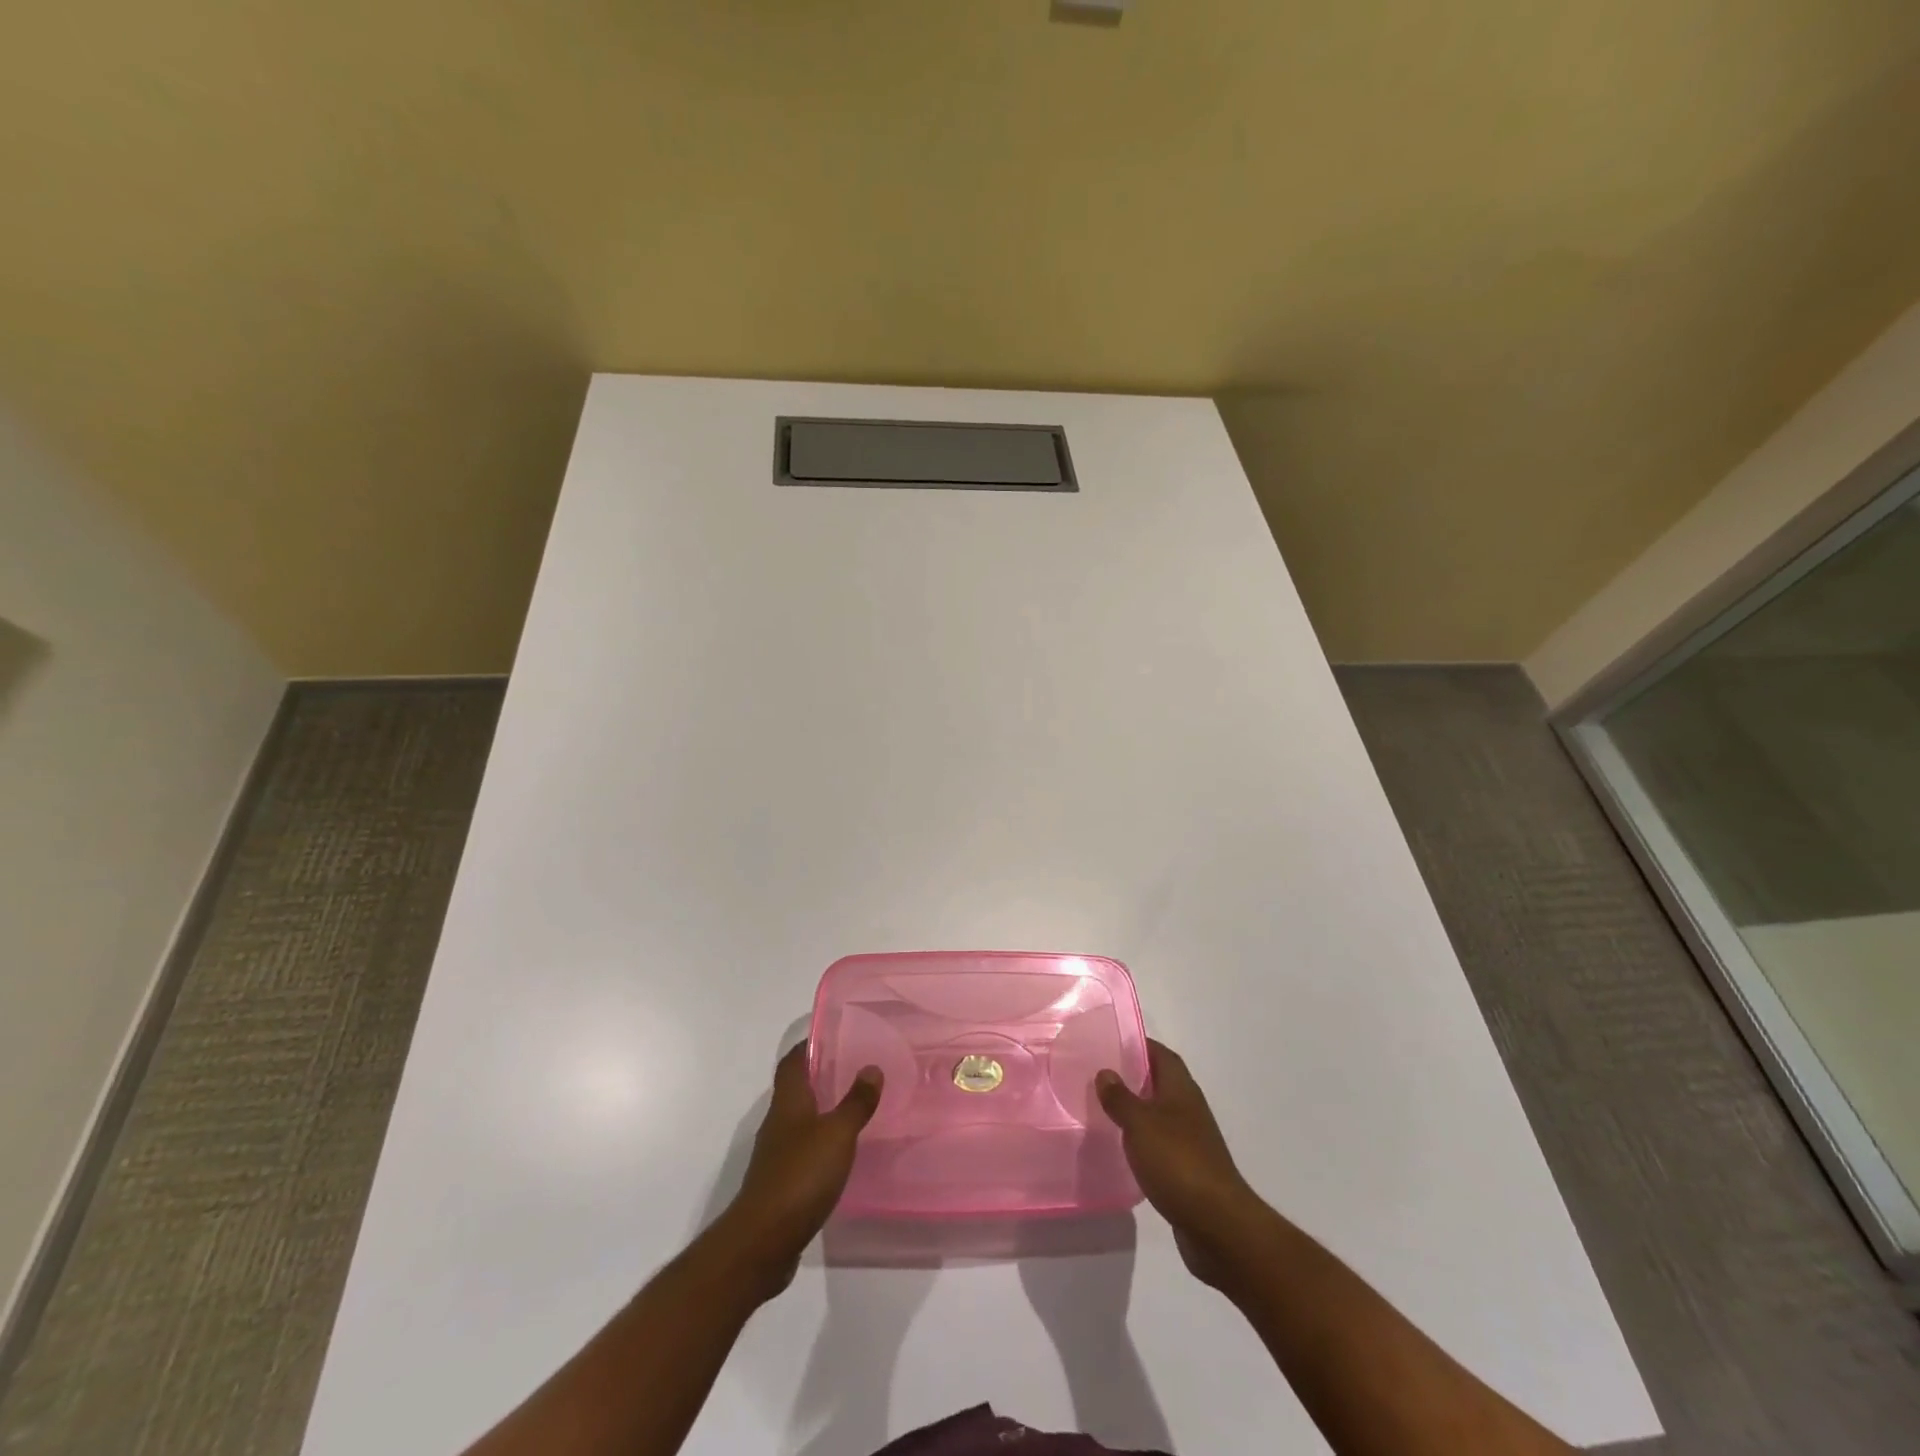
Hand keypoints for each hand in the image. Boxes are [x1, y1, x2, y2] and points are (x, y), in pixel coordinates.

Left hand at [713, 1043, 881, 1301]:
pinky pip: (802, 1150)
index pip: (793, 1061)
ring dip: (821, 1110)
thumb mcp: (837, 1134)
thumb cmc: (800, 1176)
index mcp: (788, 1102)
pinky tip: (840, 1152)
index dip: (808, 1045)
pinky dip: (820, 1143)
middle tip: (853, 1066)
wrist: (762, 1241)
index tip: (832, 1034)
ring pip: (799, 1120)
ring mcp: (776, 1154)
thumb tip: (871, 1067)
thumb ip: (856, 1102)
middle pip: (795, 1089)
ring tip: (853, 1105)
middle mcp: (778, 1122)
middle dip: (819, 1076)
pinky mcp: (780, 1183)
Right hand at [1096, 1039, 1266, 1288]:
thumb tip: (1105, 1072)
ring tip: (1103, 1108)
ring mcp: (1191, 1141)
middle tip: (1100, 1073)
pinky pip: (1160, 1143)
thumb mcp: (1140, 1124)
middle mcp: (1188, 1109)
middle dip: (1133, 1075)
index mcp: (1181, 1090)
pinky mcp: (1188, 1170)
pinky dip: (1142, 1140)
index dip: (1139, 1045)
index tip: (1111, 1041)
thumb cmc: (1178, 1162)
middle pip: (1160, 1082)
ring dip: (1136, 1109)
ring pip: (1159, 1114)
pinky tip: (1122, 1148)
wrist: (1218, 1225)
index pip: (1161, 1055)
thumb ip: (1120, 1097)